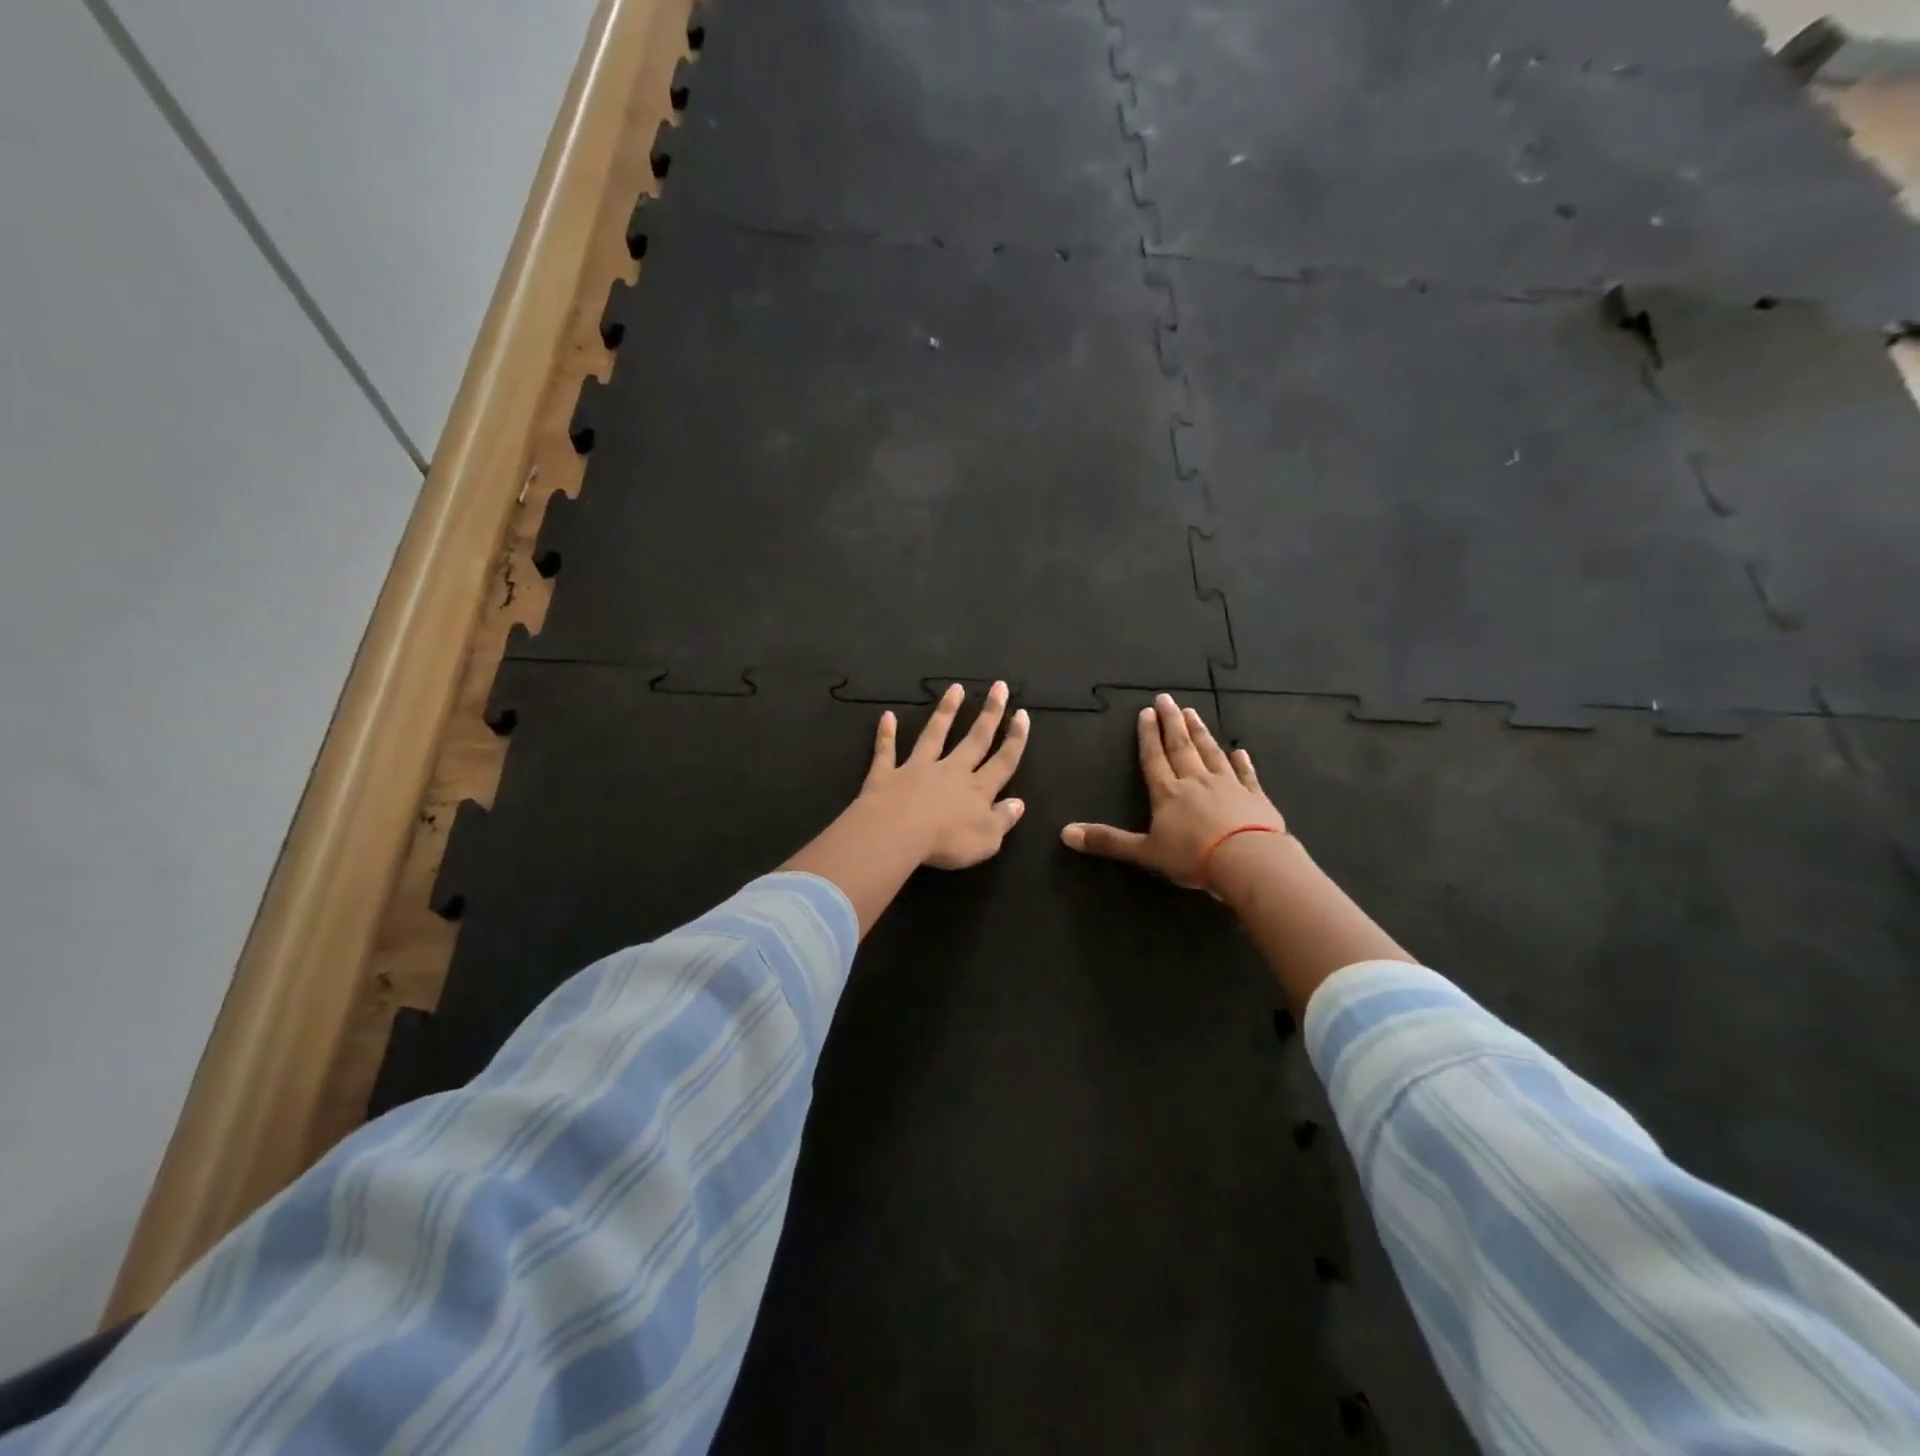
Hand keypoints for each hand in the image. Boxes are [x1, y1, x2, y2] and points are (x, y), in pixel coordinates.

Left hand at [861, 681, 1030, 869]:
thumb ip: (1003, 819)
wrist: (897, 833)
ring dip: (945, 712)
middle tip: (999, 686)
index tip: (1021, 713)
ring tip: (955, 688)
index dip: (1015, 739)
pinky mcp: (887, 774)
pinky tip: (887, 716)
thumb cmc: (947, 841)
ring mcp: (917, 769)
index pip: (1003, 761)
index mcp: (977, 789)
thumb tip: (1019, 803)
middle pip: (974, 739)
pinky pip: (887, 751)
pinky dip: (886, 734)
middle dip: (989, 713)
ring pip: (934, 735)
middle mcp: (951, 771)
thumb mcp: (987, 839)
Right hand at [1061, 693, 1283, 889]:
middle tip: (1167, 699)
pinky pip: (1246, 775)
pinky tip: (1239, 751)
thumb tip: (1064, 834)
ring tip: (1194, 713)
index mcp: (1167, 793)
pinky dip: (1241, 762)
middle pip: (1181, 747)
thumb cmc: (1192, 857)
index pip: (1154, 758)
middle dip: (1172, 722)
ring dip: (1201, 733)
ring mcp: (1228, 786)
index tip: (1146, 712)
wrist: (1248, 860)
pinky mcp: (1254, 797)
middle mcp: (1196, 782)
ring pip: (1210, 753)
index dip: (1148, 735)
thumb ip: (1107, 841)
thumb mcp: (1143, 852)